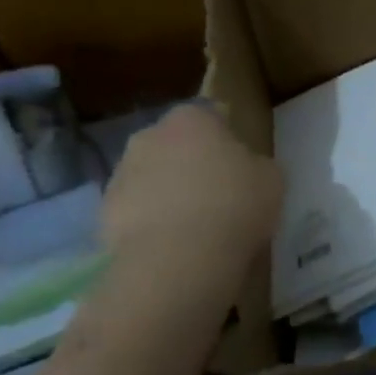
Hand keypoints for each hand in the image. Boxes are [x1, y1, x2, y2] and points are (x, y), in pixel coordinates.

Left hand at [99, 102, 281, 295]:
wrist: (178, 258)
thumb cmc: (235, 205)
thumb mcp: (271, 179)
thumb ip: (255, 164)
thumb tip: (244, 168)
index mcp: (191, 119)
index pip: (210, 116)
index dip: (225, 140)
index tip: (239, 164)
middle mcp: (149, 136)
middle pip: (174, 145)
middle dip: (190, 163)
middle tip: (217, 194)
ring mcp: (121, 174)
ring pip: (151, 177)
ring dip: (168, 193)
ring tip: (194, 227)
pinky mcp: (104, 212)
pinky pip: (136, 211)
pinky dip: (151, 223)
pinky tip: (173, 246)